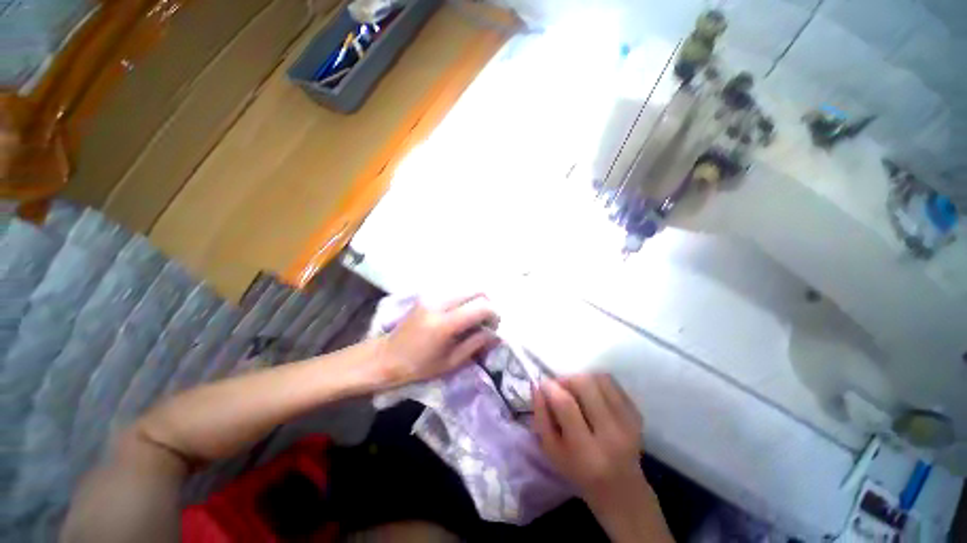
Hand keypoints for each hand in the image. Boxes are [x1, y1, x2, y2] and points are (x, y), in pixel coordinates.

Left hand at [376, 294, 499, 386]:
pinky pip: (455, 291)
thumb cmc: (419, 367)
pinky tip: (461, 314)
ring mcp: (432, 295)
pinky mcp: (428, 294)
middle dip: (488, 304)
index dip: (494, 314)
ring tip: (474, 319)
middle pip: (476, 290)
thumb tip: (496, 333)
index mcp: (445, 323)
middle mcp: (439, 302)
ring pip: (467, 288)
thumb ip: (476, 343)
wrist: (386, 357)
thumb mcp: (451, 362)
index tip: (494, 327)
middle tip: (486, 322)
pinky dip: (465, 300)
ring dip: (476, 301)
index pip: (481, 306)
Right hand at [534, 375, 670, 541]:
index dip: (551, 388)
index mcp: (587, 451)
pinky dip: (597, 382)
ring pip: (599, 379)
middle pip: (585, 385)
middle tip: (560, 388)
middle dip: (567, 380)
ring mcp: (628, 423)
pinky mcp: (637, 414)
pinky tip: (592, 396)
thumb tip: (537, 385)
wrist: (621, 489)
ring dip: (582, 379)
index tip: (543, 385)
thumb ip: (541, 417)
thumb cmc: (578, 471)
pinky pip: (612, 383)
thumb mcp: (551, 451)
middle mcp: (612, 435)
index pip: (566, 405)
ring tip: (576, 392)